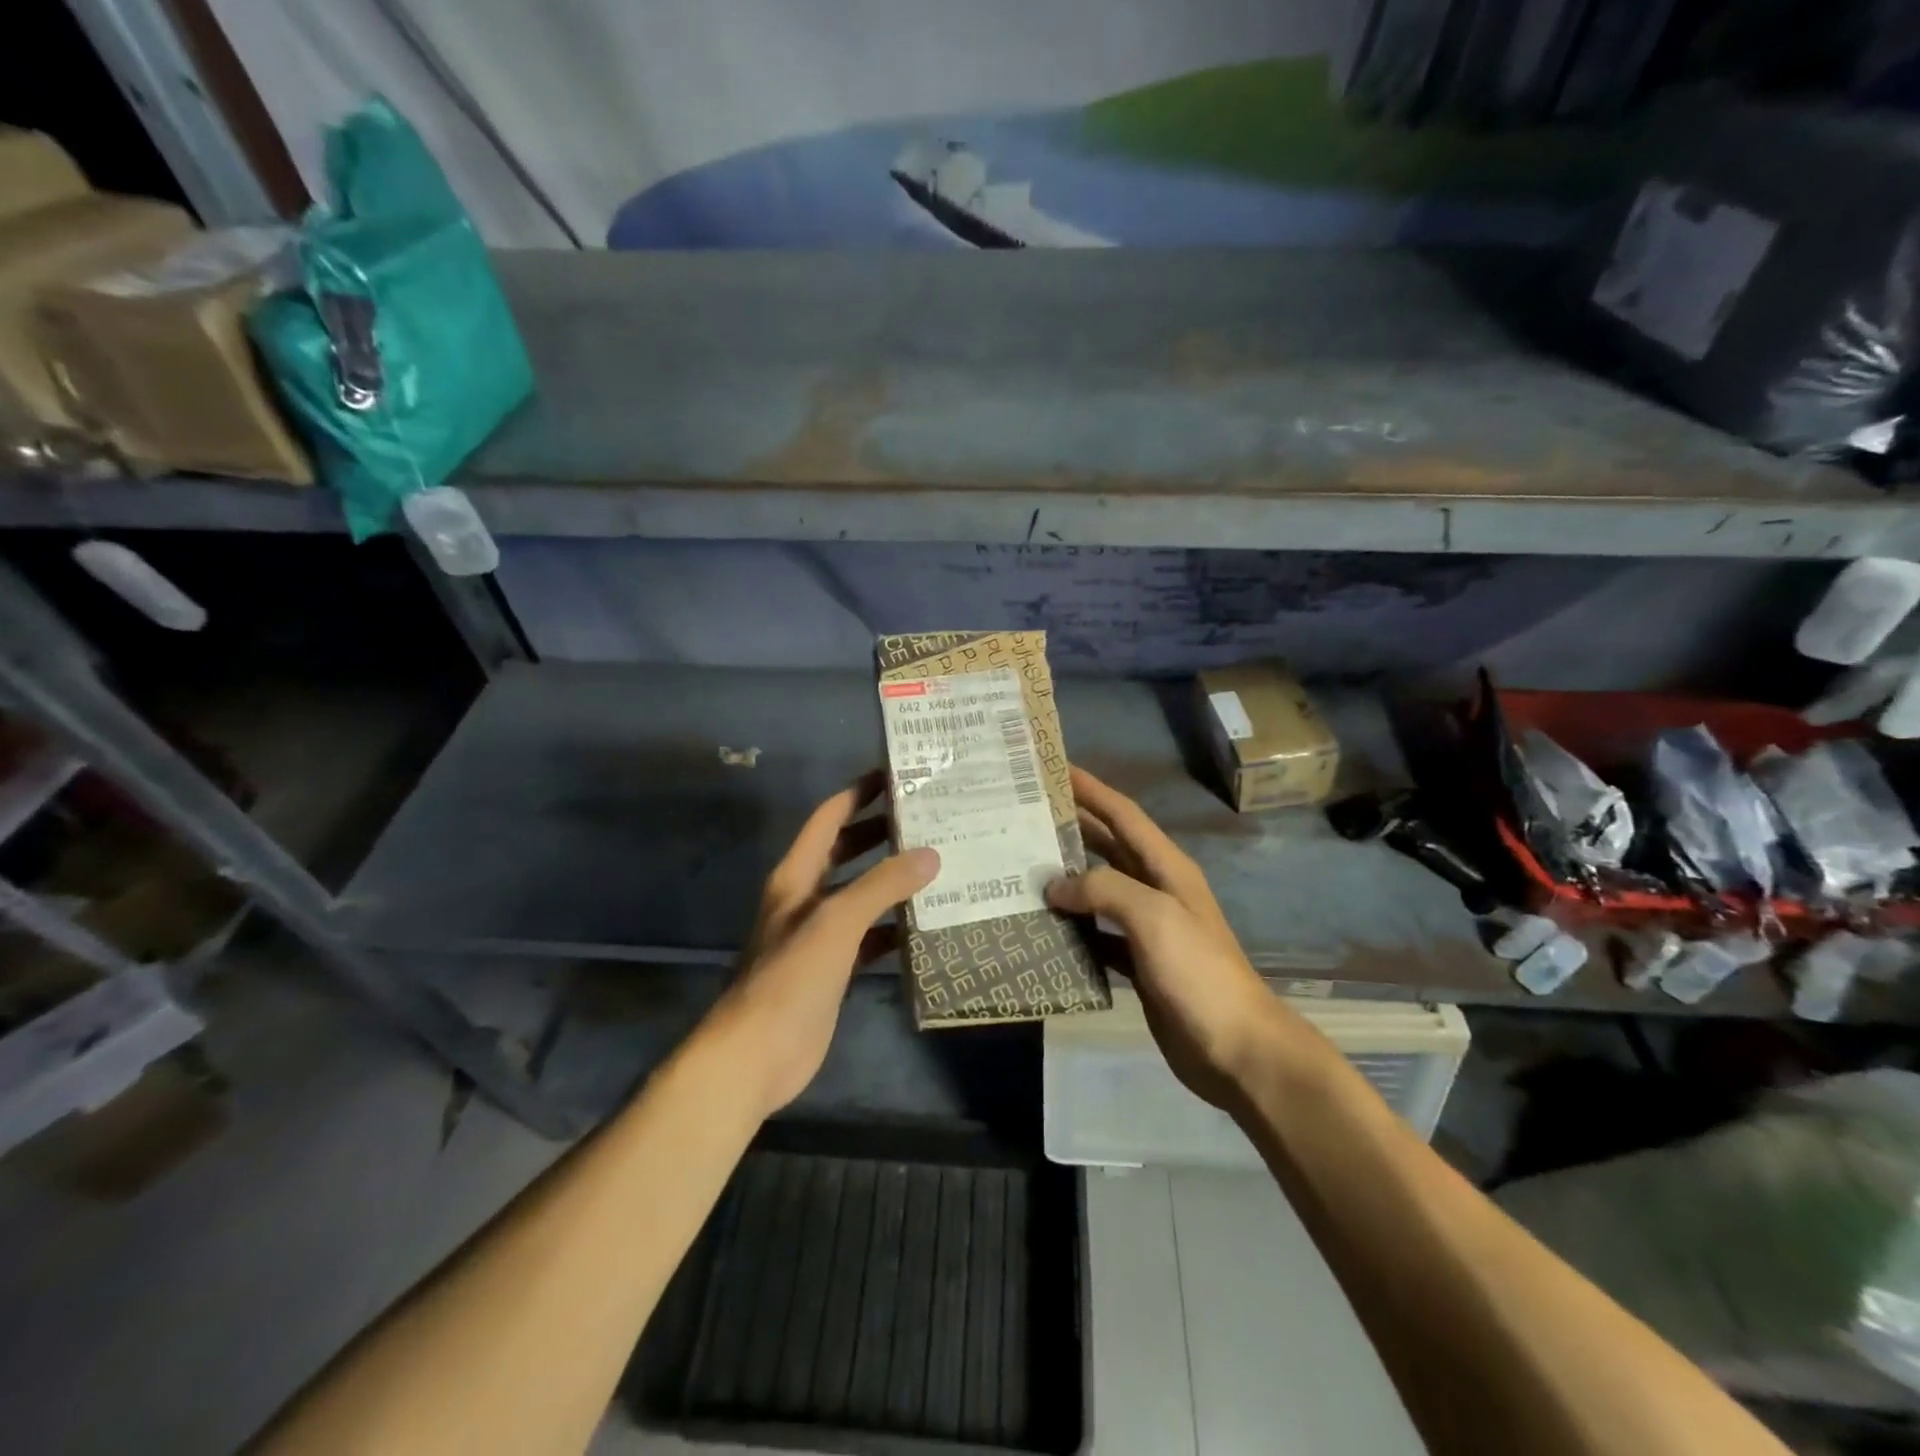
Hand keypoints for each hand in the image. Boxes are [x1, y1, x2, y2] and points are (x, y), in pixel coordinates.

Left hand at [709, 770, 938, 1118]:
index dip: (857, 794)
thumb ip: (882, 886)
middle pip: (846, 852)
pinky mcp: (834, 970)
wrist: (757, 1054)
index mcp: (797, 876)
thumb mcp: (836, 922)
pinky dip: (894, 929)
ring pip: (861, 896)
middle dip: (881, 833)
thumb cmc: (790, 977)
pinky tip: (926, 925)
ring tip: (938, 865)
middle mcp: (807, 899)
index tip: (894, 775)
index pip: (828, 819)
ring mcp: (820, 936)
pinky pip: (870, 938)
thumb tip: (930, 855)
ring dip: (892, 881)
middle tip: (927, 818)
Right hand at [1048, 766, 1291, 1109]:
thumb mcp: (1154, 917)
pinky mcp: (1138, 962)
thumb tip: (1056, 886)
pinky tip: (1044, 927)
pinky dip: (1073, 927)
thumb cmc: (1198, 972)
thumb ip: (1104, 889)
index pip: (1123, 814)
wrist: (1236, 1048)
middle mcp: (1156, 889)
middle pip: (1108, 846)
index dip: (1091, 789)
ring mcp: (1148, 927)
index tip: (1055, 769)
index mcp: (1166, 868)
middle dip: (1071, 828)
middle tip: (1025, 816)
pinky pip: (1097, 934)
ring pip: (1099, 890)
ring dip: (1066, 878)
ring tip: (1023, 867)